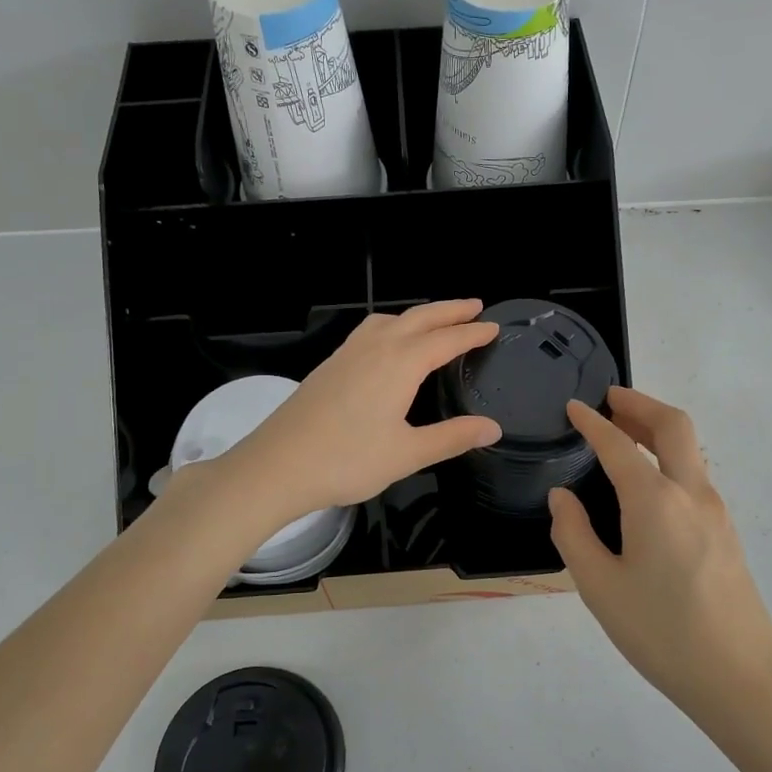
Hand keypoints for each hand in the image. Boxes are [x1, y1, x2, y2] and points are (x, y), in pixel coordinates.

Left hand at [226, 300, 502, 521]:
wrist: (277, 466)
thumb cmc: (347, 461)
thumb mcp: (408, 454)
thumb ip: (452, 437)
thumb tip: (493, 428)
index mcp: (399, 364)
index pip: (446, 340)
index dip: (472, 333)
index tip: (494, 327)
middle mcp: (375, 348)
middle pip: (419, 318)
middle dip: (449, 310)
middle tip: (475, 305)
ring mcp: (347, 354)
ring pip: (389, 320)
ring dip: (417, 315)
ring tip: (434, 321)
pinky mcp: (329, 366)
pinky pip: (368, 331)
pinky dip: (391, 326)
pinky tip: (387, 345)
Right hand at [548, 387, 771, 718]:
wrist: (741, 679)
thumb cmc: (661, 633)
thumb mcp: (599, 588)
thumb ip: (574, 534)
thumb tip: (562, 498)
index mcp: (655, 501)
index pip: (618, 445)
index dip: (592, 422)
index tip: (572, 407)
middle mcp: (691, 494)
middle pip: (673, 425)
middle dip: (640, 403)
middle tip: (609, 399)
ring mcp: (716, 512)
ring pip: (690, 448)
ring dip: (658, 428)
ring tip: (625, 432)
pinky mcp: (727, 532)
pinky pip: (695, 475)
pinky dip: (670, 457)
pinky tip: (648, 482)